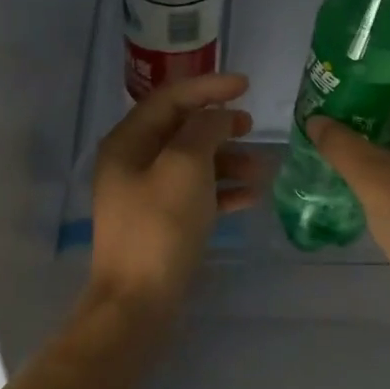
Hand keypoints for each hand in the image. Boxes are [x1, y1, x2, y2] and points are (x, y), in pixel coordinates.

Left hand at [87, 73, 262, 318]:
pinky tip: (251, 197)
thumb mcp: (184, 167)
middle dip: (219, 126)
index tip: (246, 85)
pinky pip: (196, 195)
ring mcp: (146, 196)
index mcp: (128, 143)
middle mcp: (133, 164)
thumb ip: (203, 130)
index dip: (208, 87)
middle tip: (252, 127)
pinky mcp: (162, 224)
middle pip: (181, 130)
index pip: (170, 99)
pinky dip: (222, 191)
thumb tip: (218, 116)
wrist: (138, 303)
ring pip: (193, 164)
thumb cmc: (160, 227)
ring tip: (261, 170)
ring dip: (227, 161)